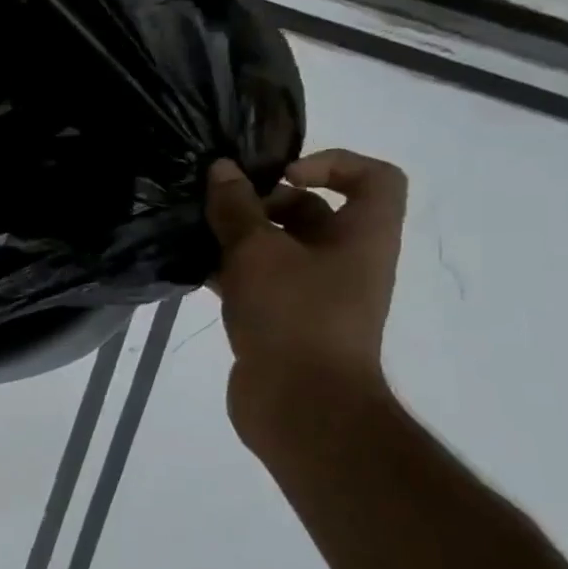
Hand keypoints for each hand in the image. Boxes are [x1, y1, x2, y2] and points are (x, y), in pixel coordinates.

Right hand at [205, 149, 407, 441]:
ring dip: (239, 237)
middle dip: (265, 202)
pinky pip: (258, 280)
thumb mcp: (257, 253)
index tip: (281, 175)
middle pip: (314, 211)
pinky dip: (229, 271)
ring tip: (198, 233)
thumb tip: (222, 169)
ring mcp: (315, 293)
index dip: (333, 163)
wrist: (301, 405)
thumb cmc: (293, 316)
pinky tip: (192, 268)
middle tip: (223, 207)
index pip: (375, 179)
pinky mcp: (284, 319)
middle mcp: (345, 260)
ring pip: (278, 248)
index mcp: (362, 237)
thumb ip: (236, 208)